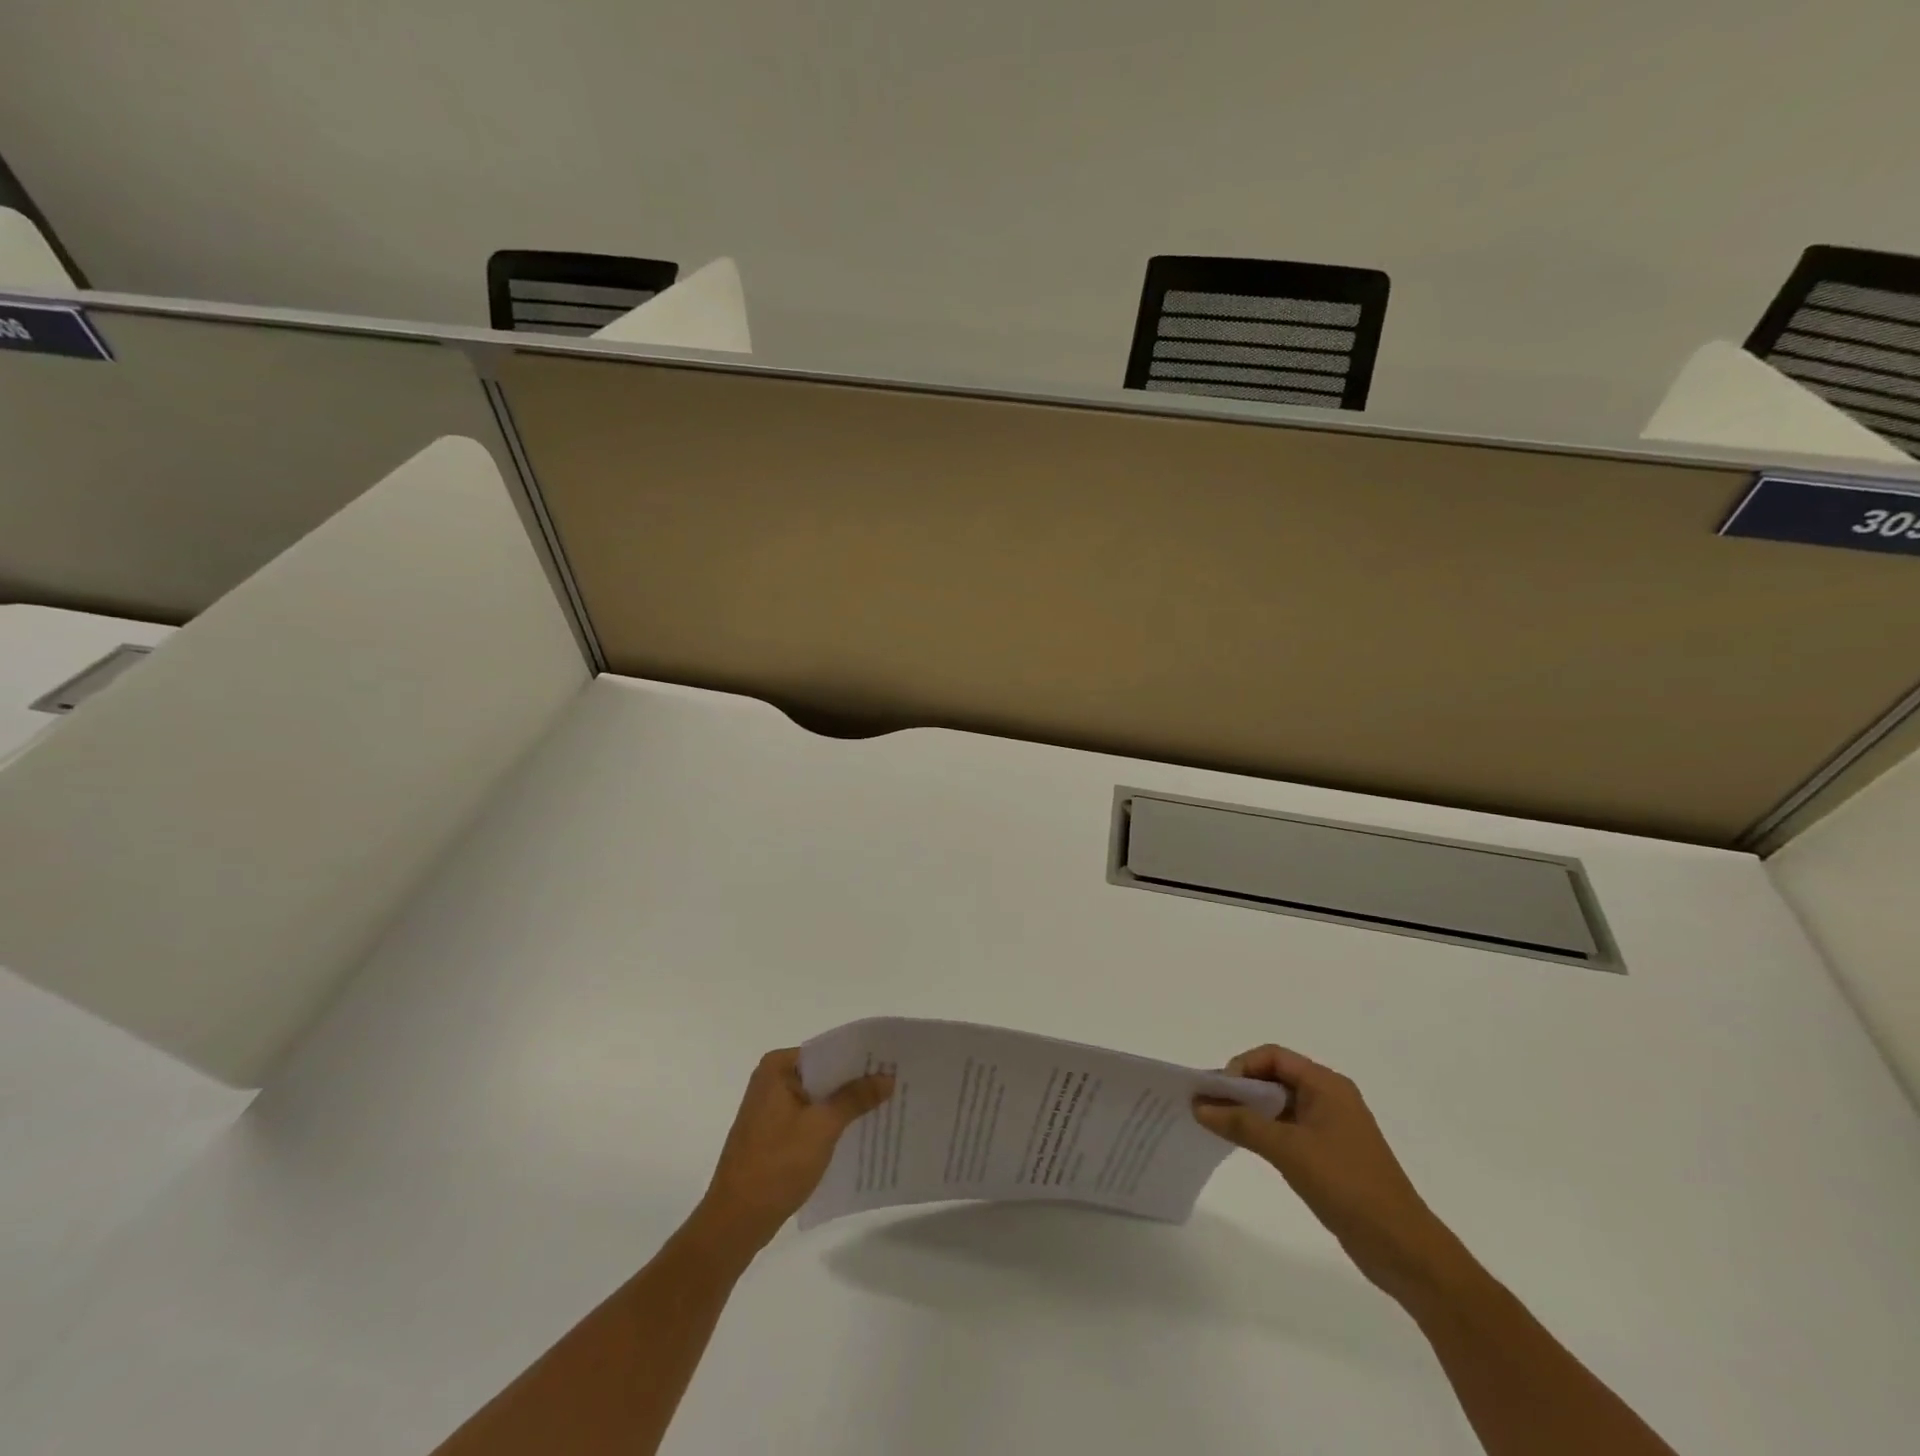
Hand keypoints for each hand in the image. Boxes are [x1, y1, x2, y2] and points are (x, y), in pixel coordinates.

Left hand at [694, 1048, 893, 1255]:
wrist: (735, 1222)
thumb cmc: (777, 1165)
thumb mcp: (822, 1127)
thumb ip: (855, 1098)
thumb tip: (887, 1077)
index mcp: (777, 1067)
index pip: (827, 1051)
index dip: (860, 1058)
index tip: (891, 1062)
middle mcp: (771, 1080)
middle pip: (823, 1073)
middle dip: (855, 1082)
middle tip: (895, 1083)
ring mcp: (770, 1108)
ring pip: (818, 1097)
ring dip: (845, 1105)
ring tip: (885, 1106)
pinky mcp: (773, 1133)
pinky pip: (809, 1117)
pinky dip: (831, 1123)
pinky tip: (858, 1132)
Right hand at [1194, 1045, 1464, 1304]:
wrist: (1402, 1248)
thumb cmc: (1347, 1186)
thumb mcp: (1288, 1150)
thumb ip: (1242, 1124)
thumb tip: (1199, 1106)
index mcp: (1327, 1085)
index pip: (1273, 1056)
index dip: (1242, 1067)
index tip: (1218, 1092)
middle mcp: (1330, 1097)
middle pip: (1275, 1077)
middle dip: (1241, 1088)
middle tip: (1210, 1107)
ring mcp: (1332, 1127)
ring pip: (1280, 1104)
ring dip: (1250, 1111)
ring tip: (1220, 1126)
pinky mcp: (1330, 1154)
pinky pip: (1289, 1128)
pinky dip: (1265, 1131)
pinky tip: (1246, 1145)